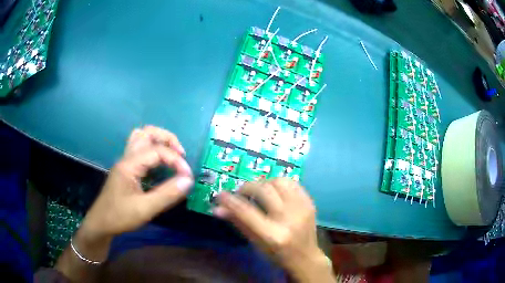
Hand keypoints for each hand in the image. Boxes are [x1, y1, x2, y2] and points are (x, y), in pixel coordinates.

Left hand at [81, 126, 193, 242]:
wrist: (101, 223)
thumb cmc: (120, 217)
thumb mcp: (144, 209)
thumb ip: (167, 195)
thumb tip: (188, 180)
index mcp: (129, 165)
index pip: (157, 151)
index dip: (175, 160)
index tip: (187, 176)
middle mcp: (126, 157)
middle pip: (147, 132)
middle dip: (167, 139)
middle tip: (181, 155)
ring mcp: (125, 161)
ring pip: (141, 137)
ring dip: (159, 140)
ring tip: (172, 155)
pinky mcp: (125, 168)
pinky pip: (139, 149)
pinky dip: (152, 149)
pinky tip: (159, 164)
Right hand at [214, 178, 334, 281]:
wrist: (306, 257)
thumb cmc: (277, 255)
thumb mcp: (255, 243)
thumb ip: (238, 223)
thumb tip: (217, 208)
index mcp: (273, 235)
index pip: (247, 212)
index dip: (231, 200)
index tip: (220, 194)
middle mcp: (289, 219)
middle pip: (264, 191)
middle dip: (247, 188)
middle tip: (241, 193)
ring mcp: (302, 208)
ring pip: (279, 181)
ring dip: (264, 183)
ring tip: (259, 191)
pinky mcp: (310, 202)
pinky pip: (292, 183)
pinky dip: (279, 184)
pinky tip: (274, 192)